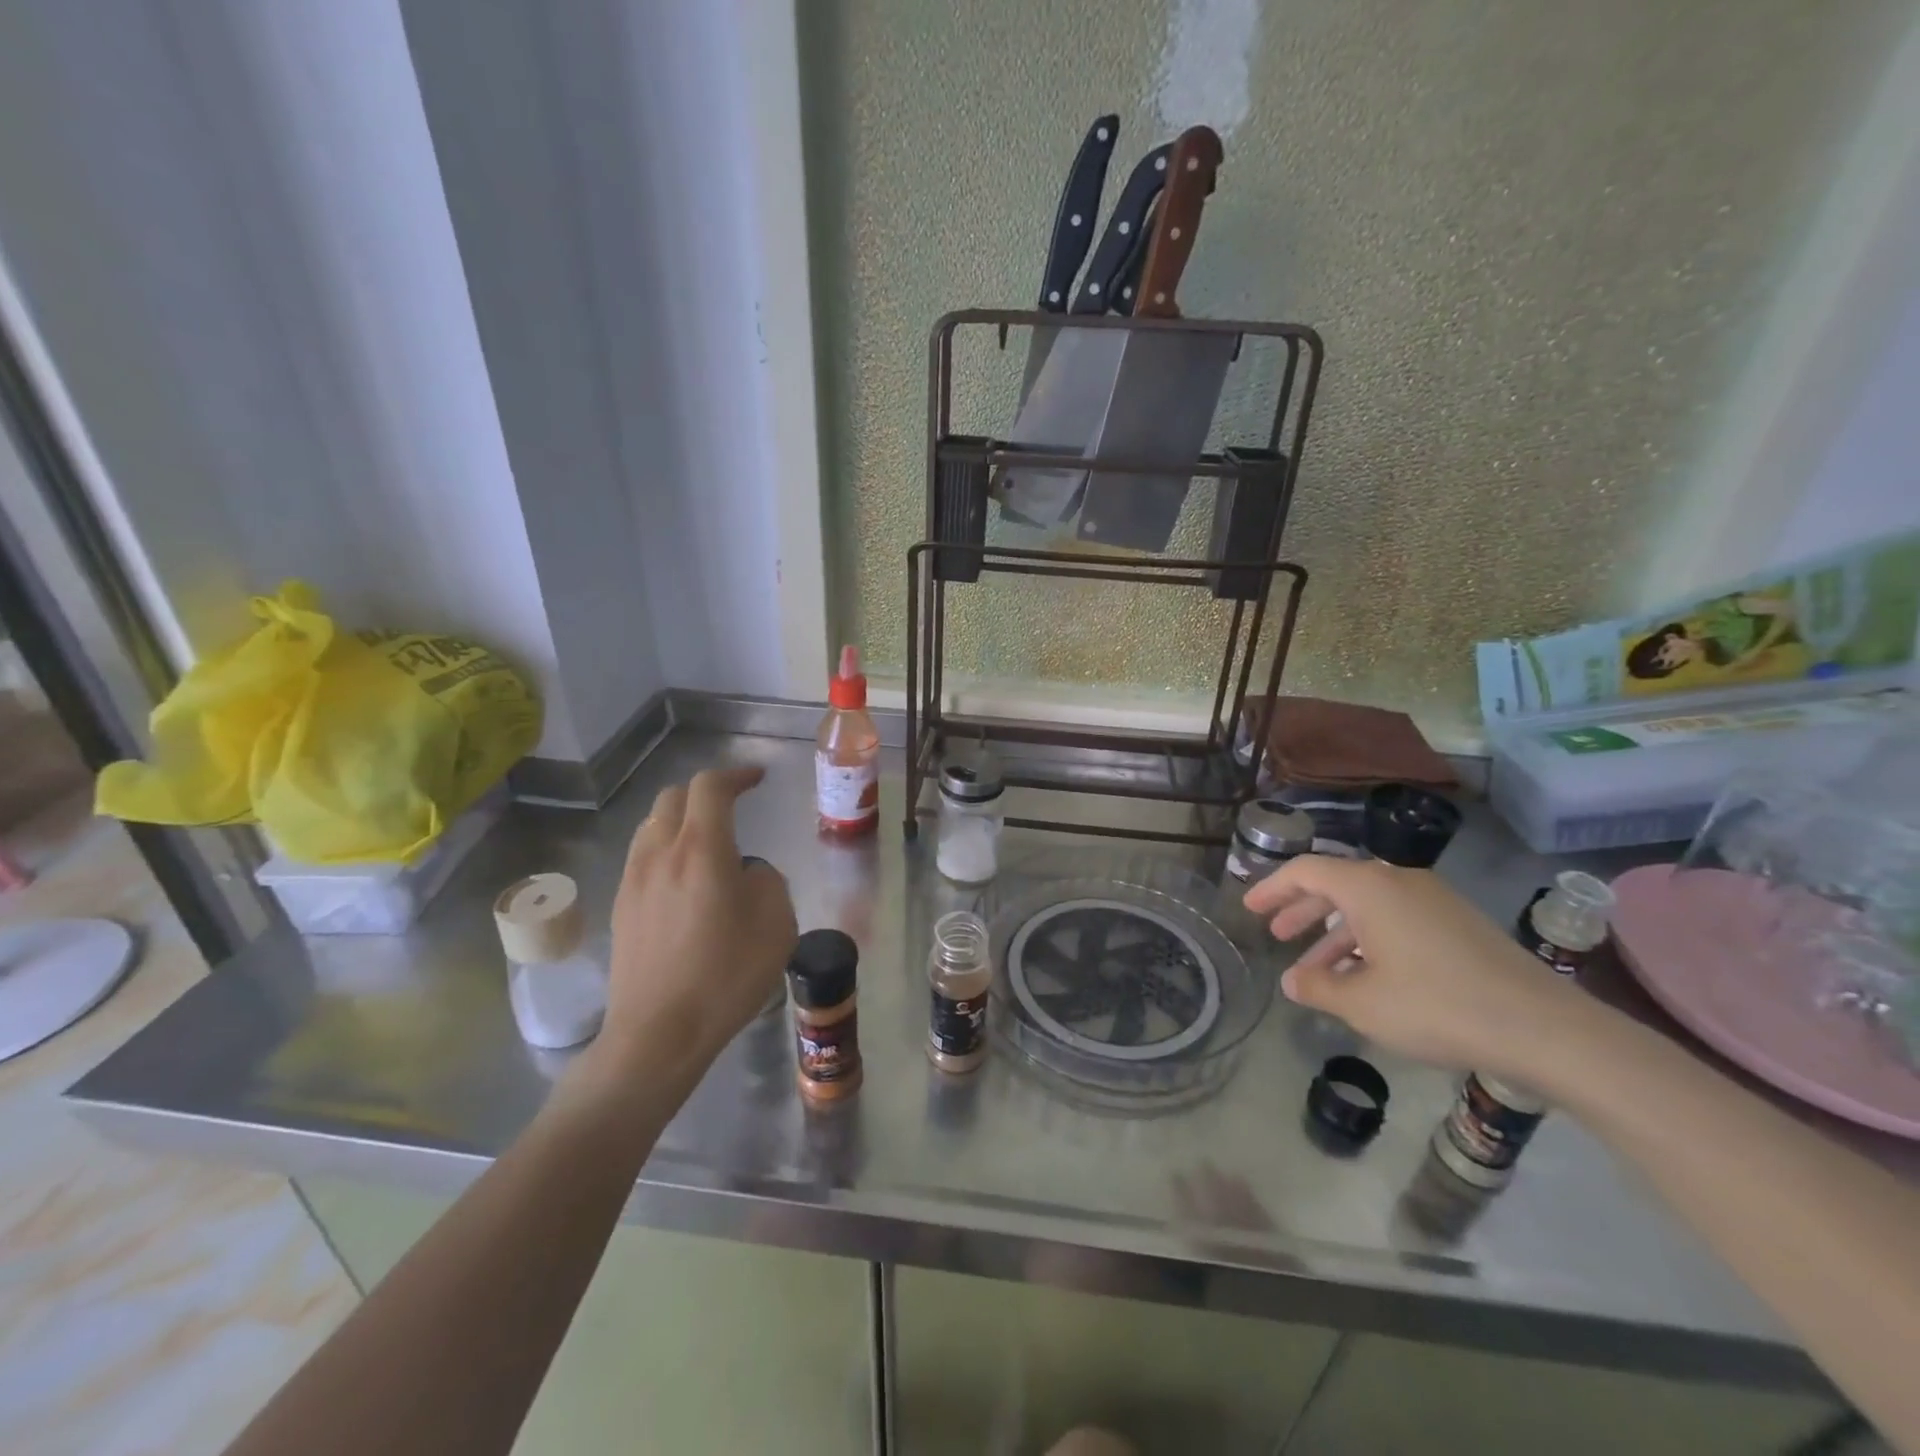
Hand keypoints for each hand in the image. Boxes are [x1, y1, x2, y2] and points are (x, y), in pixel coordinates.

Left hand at [599, 766, 796, 1084]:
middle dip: (706, 792)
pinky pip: (643, 856)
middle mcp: (660, 854)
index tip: (757, 779)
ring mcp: (633, 880)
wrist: (658, 1034)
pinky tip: (684, 879)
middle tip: (733, 805)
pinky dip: (666, 849)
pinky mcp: (620, 906)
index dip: (736, 775)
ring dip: (681, 819)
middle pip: (674, 797)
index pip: (710, 787)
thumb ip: (767, 881)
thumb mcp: (776, 925)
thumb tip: (746, 873)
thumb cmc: (725, 977)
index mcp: (701, 850)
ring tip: (708, 840)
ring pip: (652, 825)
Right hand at [1244, 856, 1589, 1082]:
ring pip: (1367, 906)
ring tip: (1314, 969)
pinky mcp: (1457, 925)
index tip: (1249, 908)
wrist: (1544, 1029)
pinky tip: (1364, 978)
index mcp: (1369, 888)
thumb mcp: (1362, 1003)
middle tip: (1275, 933)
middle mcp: (1398, 882)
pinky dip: (1368, 940)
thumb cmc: (1437, 1006)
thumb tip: (1293, 981)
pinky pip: (1395, 920)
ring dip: (1334, 932)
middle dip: (1301, 909)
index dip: (1272, 888)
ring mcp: (1432, 901)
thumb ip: (1318, 987)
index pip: (1305, 871)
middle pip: (1335, 884)